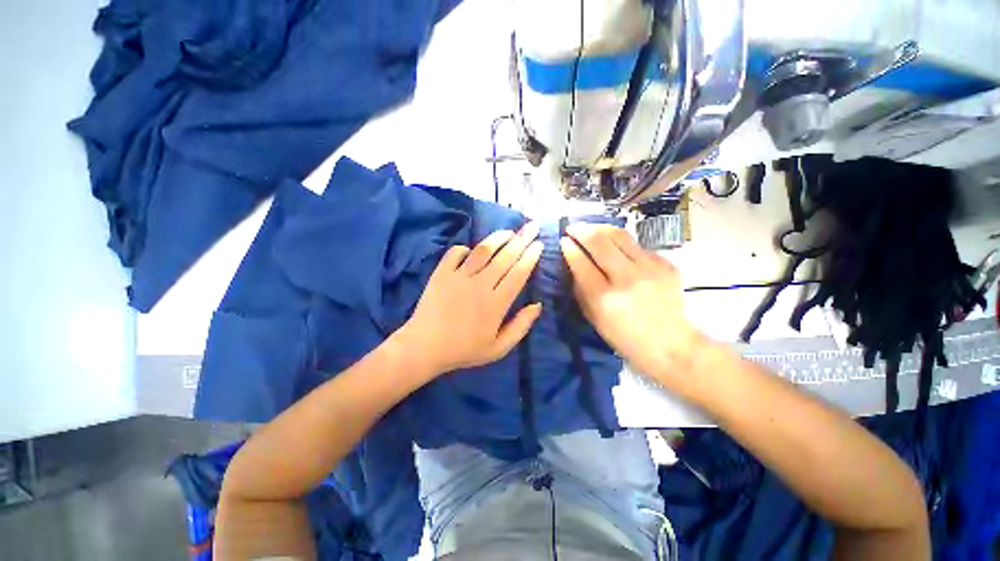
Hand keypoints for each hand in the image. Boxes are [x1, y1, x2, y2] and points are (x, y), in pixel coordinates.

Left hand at [398, 223, 543, 376]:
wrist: (424, 347)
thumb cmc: (464, 350)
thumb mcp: (498, 348)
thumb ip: (520, 327)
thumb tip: (537, 305)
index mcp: (496, 304)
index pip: (518, 274)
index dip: (530, 257)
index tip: (539, 244)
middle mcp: (480, 285)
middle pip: (505, 257)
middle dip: (522, 240)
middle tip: (532, 227)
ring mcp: (459, 277)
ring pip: (483, 250)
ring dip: (498, 238)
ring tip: (509, 231)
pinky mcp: (441, 273)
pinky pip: (455, 252)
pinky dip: (465, 248)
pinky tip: (472, 250)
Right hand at [560, 223, 702, 379]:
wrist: (672, 345)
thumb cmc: (625, 338)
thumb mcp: (594, 319)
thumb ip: (581, 289)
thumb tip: (573, 263)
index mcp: (604, 297)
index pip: (581, 262)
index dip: (569, 247)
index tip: (563, 240)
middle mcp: (627, 278)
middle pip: (599, 241)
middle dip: (581, 230)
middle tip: (572, 227)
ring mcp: (650, 269)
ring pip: (620, 236)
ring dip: (600, 228)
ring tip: (591, 228)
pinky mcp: (666, 265)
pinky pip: (638, 246)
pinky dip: (622, 243)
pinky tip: (616, 248)